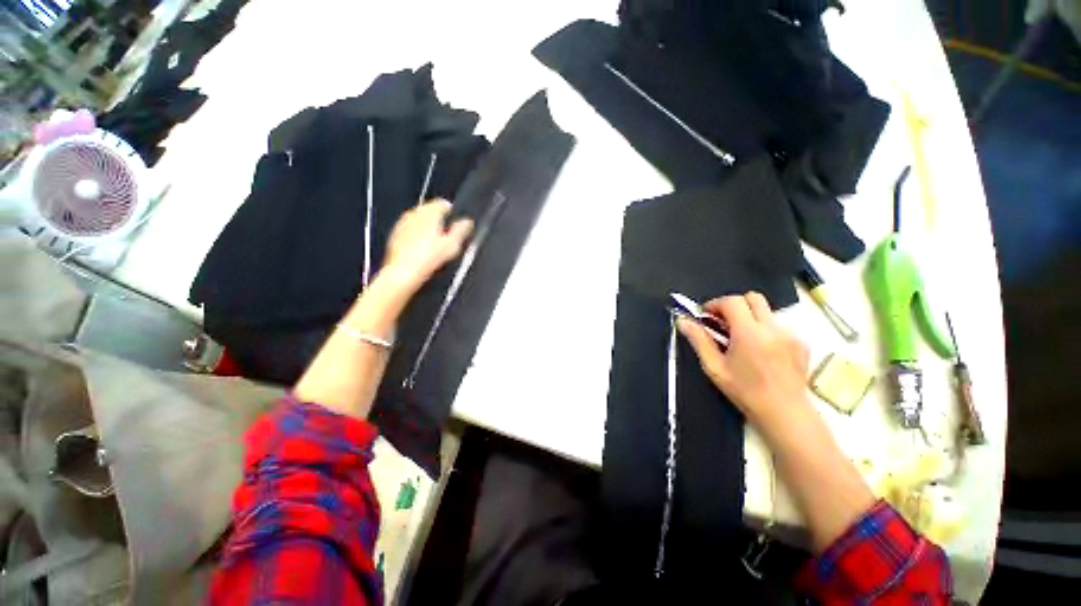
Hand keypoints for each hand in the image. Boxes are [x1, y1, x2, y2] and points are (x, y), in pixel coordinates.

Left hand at [383, 199, 472, 292]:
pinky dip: (416, 234)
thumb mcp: (452, 245)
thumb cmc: (429, 258)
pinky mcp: (395, 234)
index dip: (452, 212)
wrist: (403, 272)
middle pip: (429, 210)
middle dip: (438, 219)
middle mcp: (414, 213)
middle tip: (447, 234)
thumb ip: (461, 230)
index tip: (456, 222)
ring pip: (418, 219)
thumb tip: (467, 221)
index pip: (442, 203)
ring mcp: (402, 223)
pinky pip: (409, 229)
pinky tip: (421, 248)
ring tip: (435, 242)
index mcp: (430, 213)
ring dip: (427, 227)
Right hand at [676, 292, 809, 425]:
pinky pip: (778, 325)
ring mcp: (790, 334)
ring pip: (766, 311)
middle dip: (734, 304)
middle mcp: (773, 328)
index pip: (732, 301)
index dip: (715, 303)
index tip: (706, 315)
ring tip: (740, 339)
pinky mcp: (801, 342)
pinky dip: (764, 329)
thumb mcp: (714, 367)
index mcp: (749, 333)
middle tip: (722, 322)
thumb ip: (699, 340)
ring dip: (749, 317)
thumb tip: (683, 321)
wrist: (784, 412)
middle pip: (753, 297)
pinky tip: (759, 349)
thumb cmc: (744, 391)